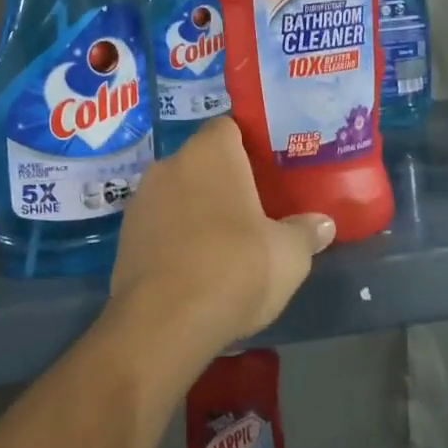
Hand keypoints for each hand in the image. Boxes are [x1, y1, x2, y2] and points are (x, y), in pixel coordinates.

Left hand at [108, 119, 334, 368]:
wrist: (164, 320)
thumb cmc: (235, 268)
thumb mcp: (289, 254)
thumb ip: (305, 232)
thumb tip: (322, 224)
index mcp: (209, 153)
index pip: (228, 127)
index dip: (248, 144)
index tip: (268, 169)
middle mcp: (168, 165)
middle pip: (201, 161)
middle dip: (224, 180)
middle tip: (253, 207)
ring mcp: (140, 200)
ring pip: (177, 193)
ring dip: (196, 209)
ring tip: (225, 241)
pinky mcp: (124, 236)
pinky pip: (158, 224)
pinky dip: (175, 236)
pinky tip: (195, 266)